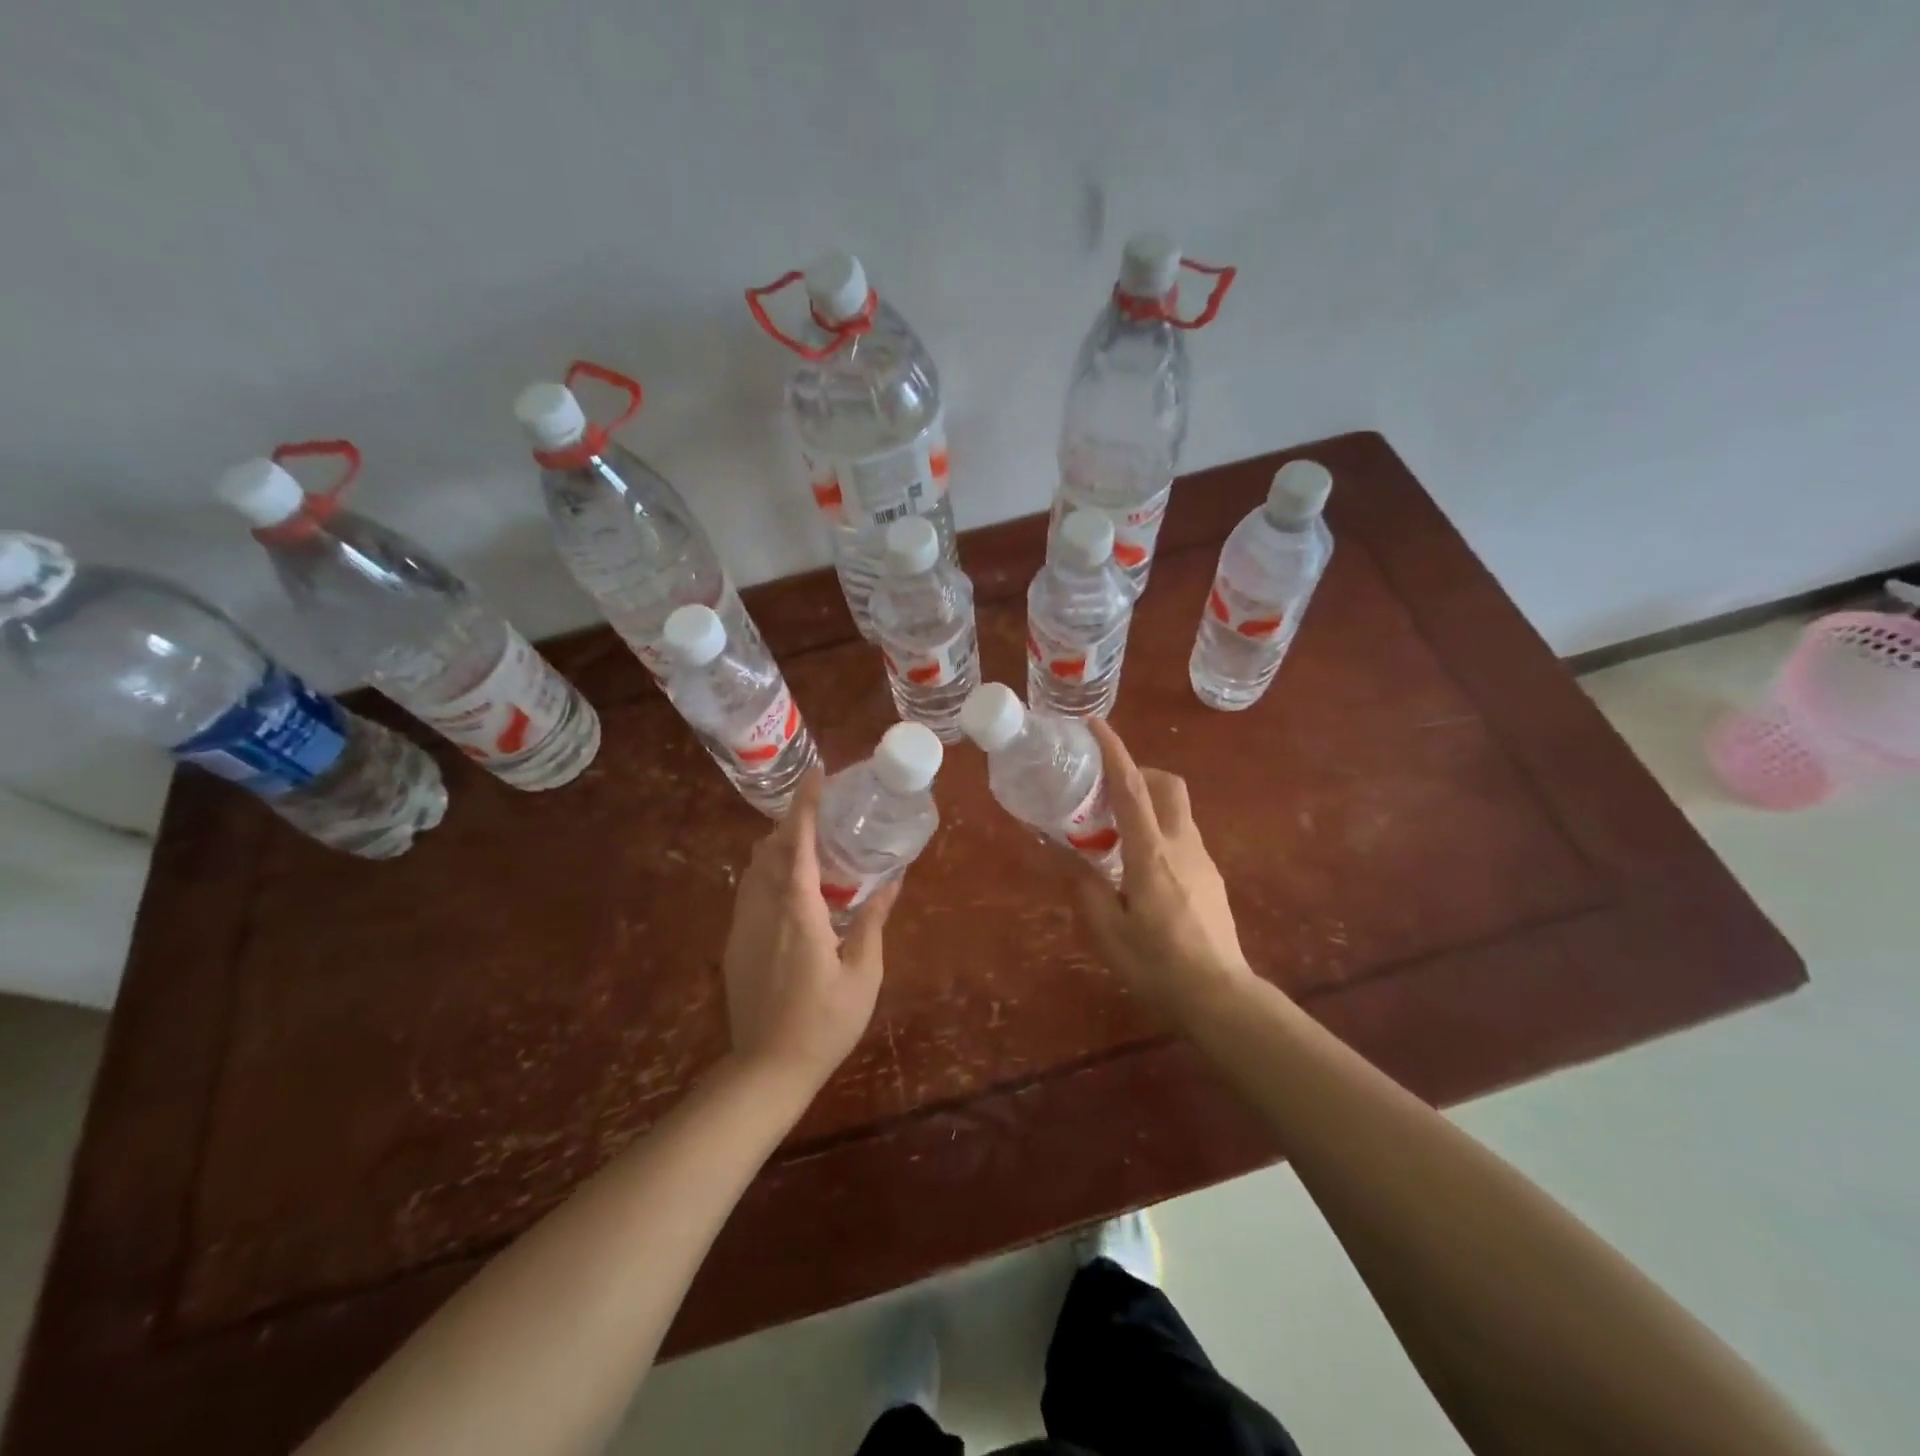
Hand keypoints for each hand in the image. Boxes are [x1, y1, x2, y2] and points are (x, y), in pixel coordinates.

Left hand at [721, 772, 898, 1087]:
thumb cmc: (824, 1023)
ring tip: (810, 846)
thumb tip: (890, 882)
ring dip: (779, 846)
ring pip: (755, 867)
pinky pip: (749, 890)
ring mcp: (743, 925)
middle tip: (824, 814)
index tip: (817, 775)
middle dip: (793, 821)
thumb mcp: (863, 974)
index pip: (797, 842)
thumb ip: (873, 922)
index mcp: (798, 910)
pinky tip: (792, 889)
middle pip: (770, 847)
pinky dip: (769, 872)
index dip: (806, 804)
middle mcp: (764, 908)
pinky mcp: (735, 943)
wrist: (766, 1069)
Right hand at [1066, 720, 1258, 1019]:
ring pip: (1176, 810)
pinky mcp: (1211, 875)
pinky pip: (1182, 836)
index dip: (1114, 752)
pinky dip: (1158, 831)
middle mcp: (1182, 845)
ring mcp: (1203, 859)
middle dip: (1138, 772)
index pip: (1132, 790)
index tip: (1096, 725)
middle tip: (1105, 792)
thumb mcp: (1108, 931)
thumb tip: (1066, 855)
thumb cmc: (1158, 965)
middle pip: (1167, 785)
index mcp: (1151, 854)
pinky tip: (1140, 868)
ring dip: (1148, 804)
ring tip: (1115, 835)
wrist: (1221, 997)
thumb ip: (1085, 887)